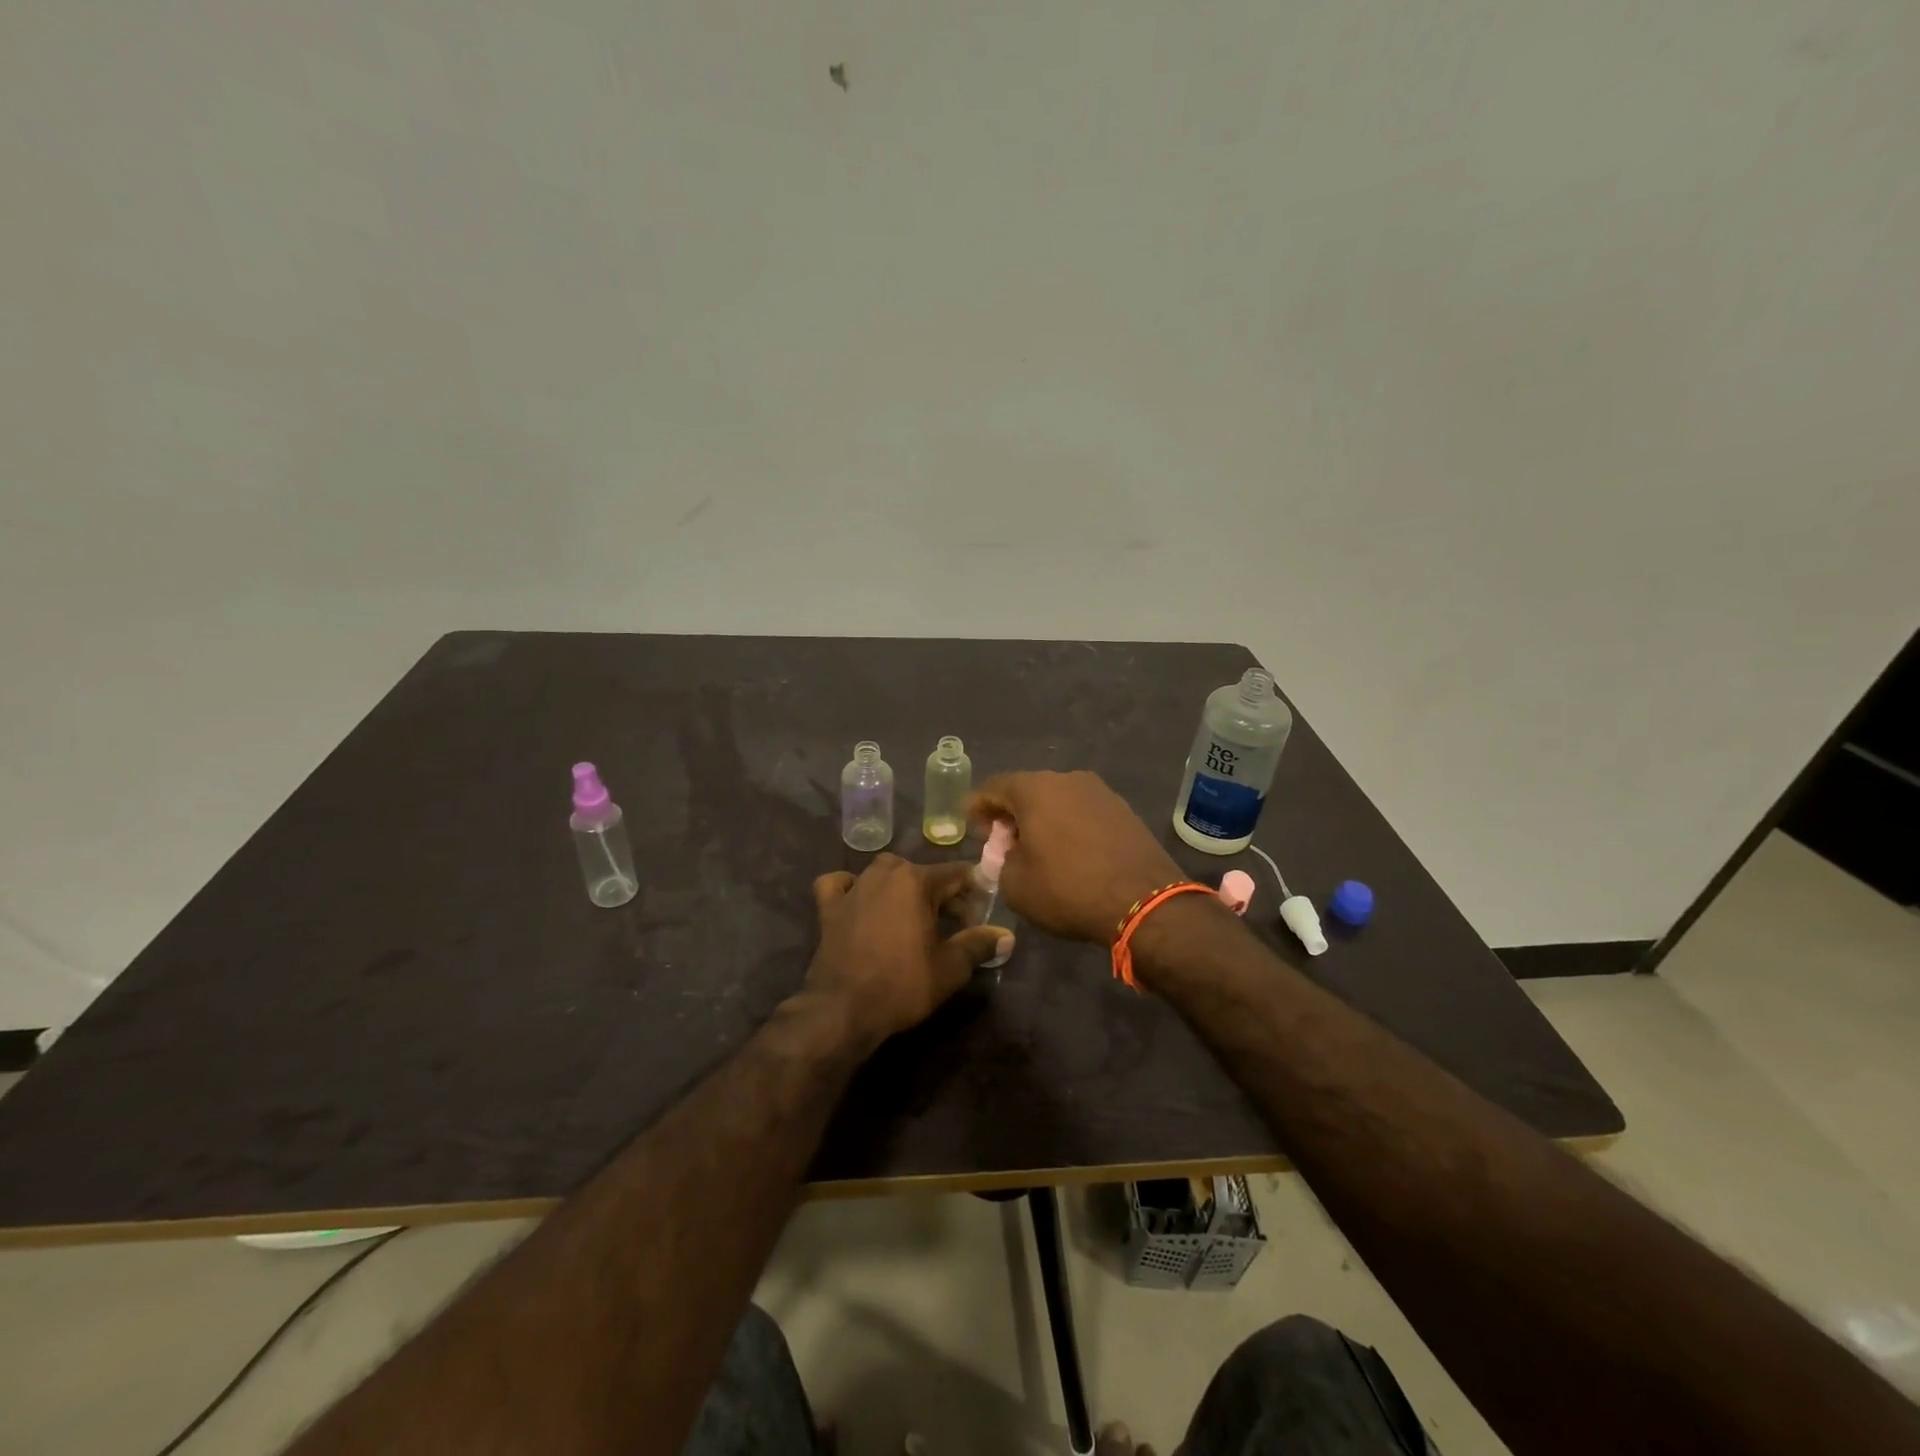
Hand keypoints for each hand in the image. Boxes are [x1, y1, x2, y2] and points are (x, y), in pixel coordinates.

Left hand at [803, 854, 1010, 1046]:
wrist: (842, 1010)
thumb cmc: (902, 985)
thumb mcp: (950, 968)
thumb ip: (979, 945)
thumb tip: (1007, 936)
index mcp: (916, 881)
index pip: (957, 873)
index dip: (974, 891)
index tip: (982, 912)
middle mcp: (884, 873)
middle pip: (921, 873)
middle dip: (941, 893)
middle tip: (953, 923)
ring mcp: (853, 887)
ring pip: (884, 874)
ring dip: (901, 888)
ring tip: (912, 916)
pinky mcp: (829, 906)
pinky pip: (840, 884)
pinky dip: (851, 887)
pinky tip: (859, 901)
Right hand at [968, 770, 1182, 943]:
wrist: (1144, 901)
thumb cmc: (1068, 889)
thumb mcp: (1015, 884)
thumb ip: (1001, 861)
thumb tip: (1010, 853)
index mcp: (1034, 789)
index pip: (994, 787)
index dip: (978, 806)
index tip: (972, 826)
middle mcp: (1067, 779)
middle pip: (1027, 790)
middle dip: (1011, 814)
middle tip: (1003, 842)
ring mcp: (1100, 792)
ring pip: (1058, 800)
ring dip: (1042, 819)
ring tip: (1038, 849)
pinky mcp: (1124, 810)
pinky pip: (1083, 812)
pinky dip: (1069, 826)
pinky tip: (1070, 852)